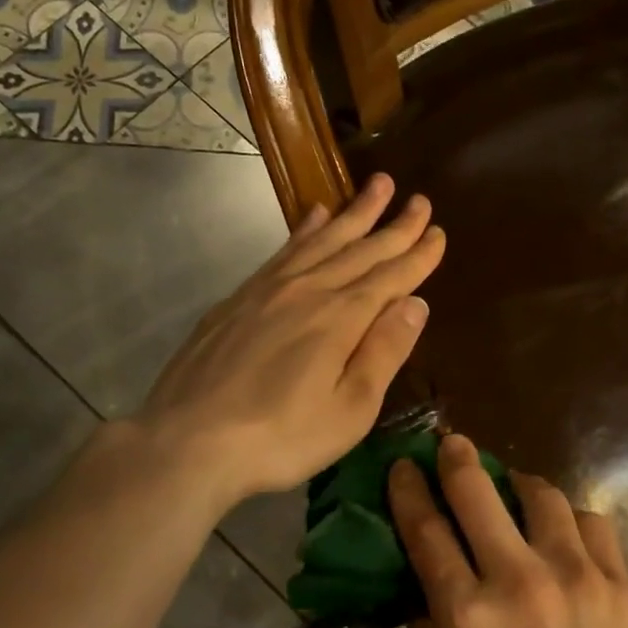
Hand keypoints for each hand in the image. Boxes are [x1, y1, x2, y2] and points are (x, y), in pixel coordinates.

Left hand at [126, 173, 444, 512]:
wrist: (188, 441)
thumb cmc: (281, 437)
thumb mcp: (350, 409)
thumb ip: (385, 352)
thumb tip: (416, 303)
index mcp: (341, 318)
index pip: (391, 277)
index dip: (418, 255)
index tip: (438, 231)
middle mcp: (309, 289)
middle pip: (360, 249)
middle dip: (395, 225)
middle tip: (420, 199)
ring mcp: (269, 289)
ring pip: (322, 239)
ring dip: (354, 212)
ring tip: (378, 185)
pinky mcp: (239, 298)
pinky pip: (284, 249)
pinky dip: (305, 229)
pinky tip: (315, 214)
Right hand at [390, 436, 627, 627]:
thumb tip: (423, 591)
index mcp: (466, 616)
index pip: (425, 530)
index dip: (408, 489)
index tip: (403, 465)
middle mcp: (517, 579)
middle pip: (477, 491)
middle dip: (457, 457)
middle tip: (452, 443)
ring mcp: (575, 575)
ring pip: (541, 493)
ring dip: (518, 483)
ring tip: (514, 489)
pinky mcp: (619, 582)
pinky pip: (591, 521)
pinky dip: (570, 517)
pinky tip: (565, 531)